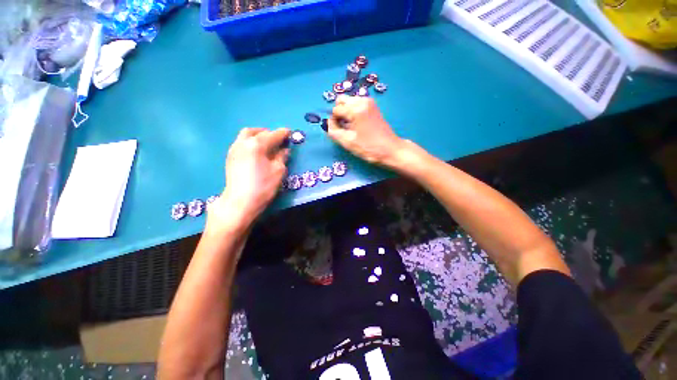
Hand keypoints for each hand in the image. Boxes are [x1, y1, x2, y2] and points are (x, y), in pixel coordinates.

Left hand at [208, 127, 290, 231]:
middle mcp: (243, 143)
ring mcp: (234, 149)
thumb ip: (282, 157)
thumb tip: (284, 150)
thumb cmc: (263, 186)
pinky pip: (241, 143)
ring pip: (246, 135)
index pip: (273, 135)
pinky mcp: (230, 157)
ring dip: (258, 136)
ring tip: (267, 144)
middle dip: (269, 133)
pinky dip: (251, 143)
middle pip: (256, 132)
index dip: (283, 133)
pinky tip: (257, 152)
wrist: (240, 202)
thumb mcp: (278, 171)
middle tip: (278, 139)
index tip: (290, 132)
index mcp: (256, 145)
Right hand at [327, 95, 406, 167]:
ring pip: (349, 101)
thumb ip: (333, 131)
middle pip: (342, 100)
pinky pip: (357, 104)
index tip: (339, 132)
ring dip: (346, 112)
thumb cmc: (369, 148)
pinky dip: (353, 111)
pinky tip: (357, 123)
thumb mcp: (348, 142)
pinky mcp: (373, 106)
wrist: (390, 149)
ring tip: (351, 126)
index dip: (334, 121)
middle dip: (339, 113)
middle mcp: (362, 100)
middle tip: (344, 127)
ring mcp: (369, 102)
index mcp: (356, 108)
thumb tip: (327, 123)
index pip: (336, 109)